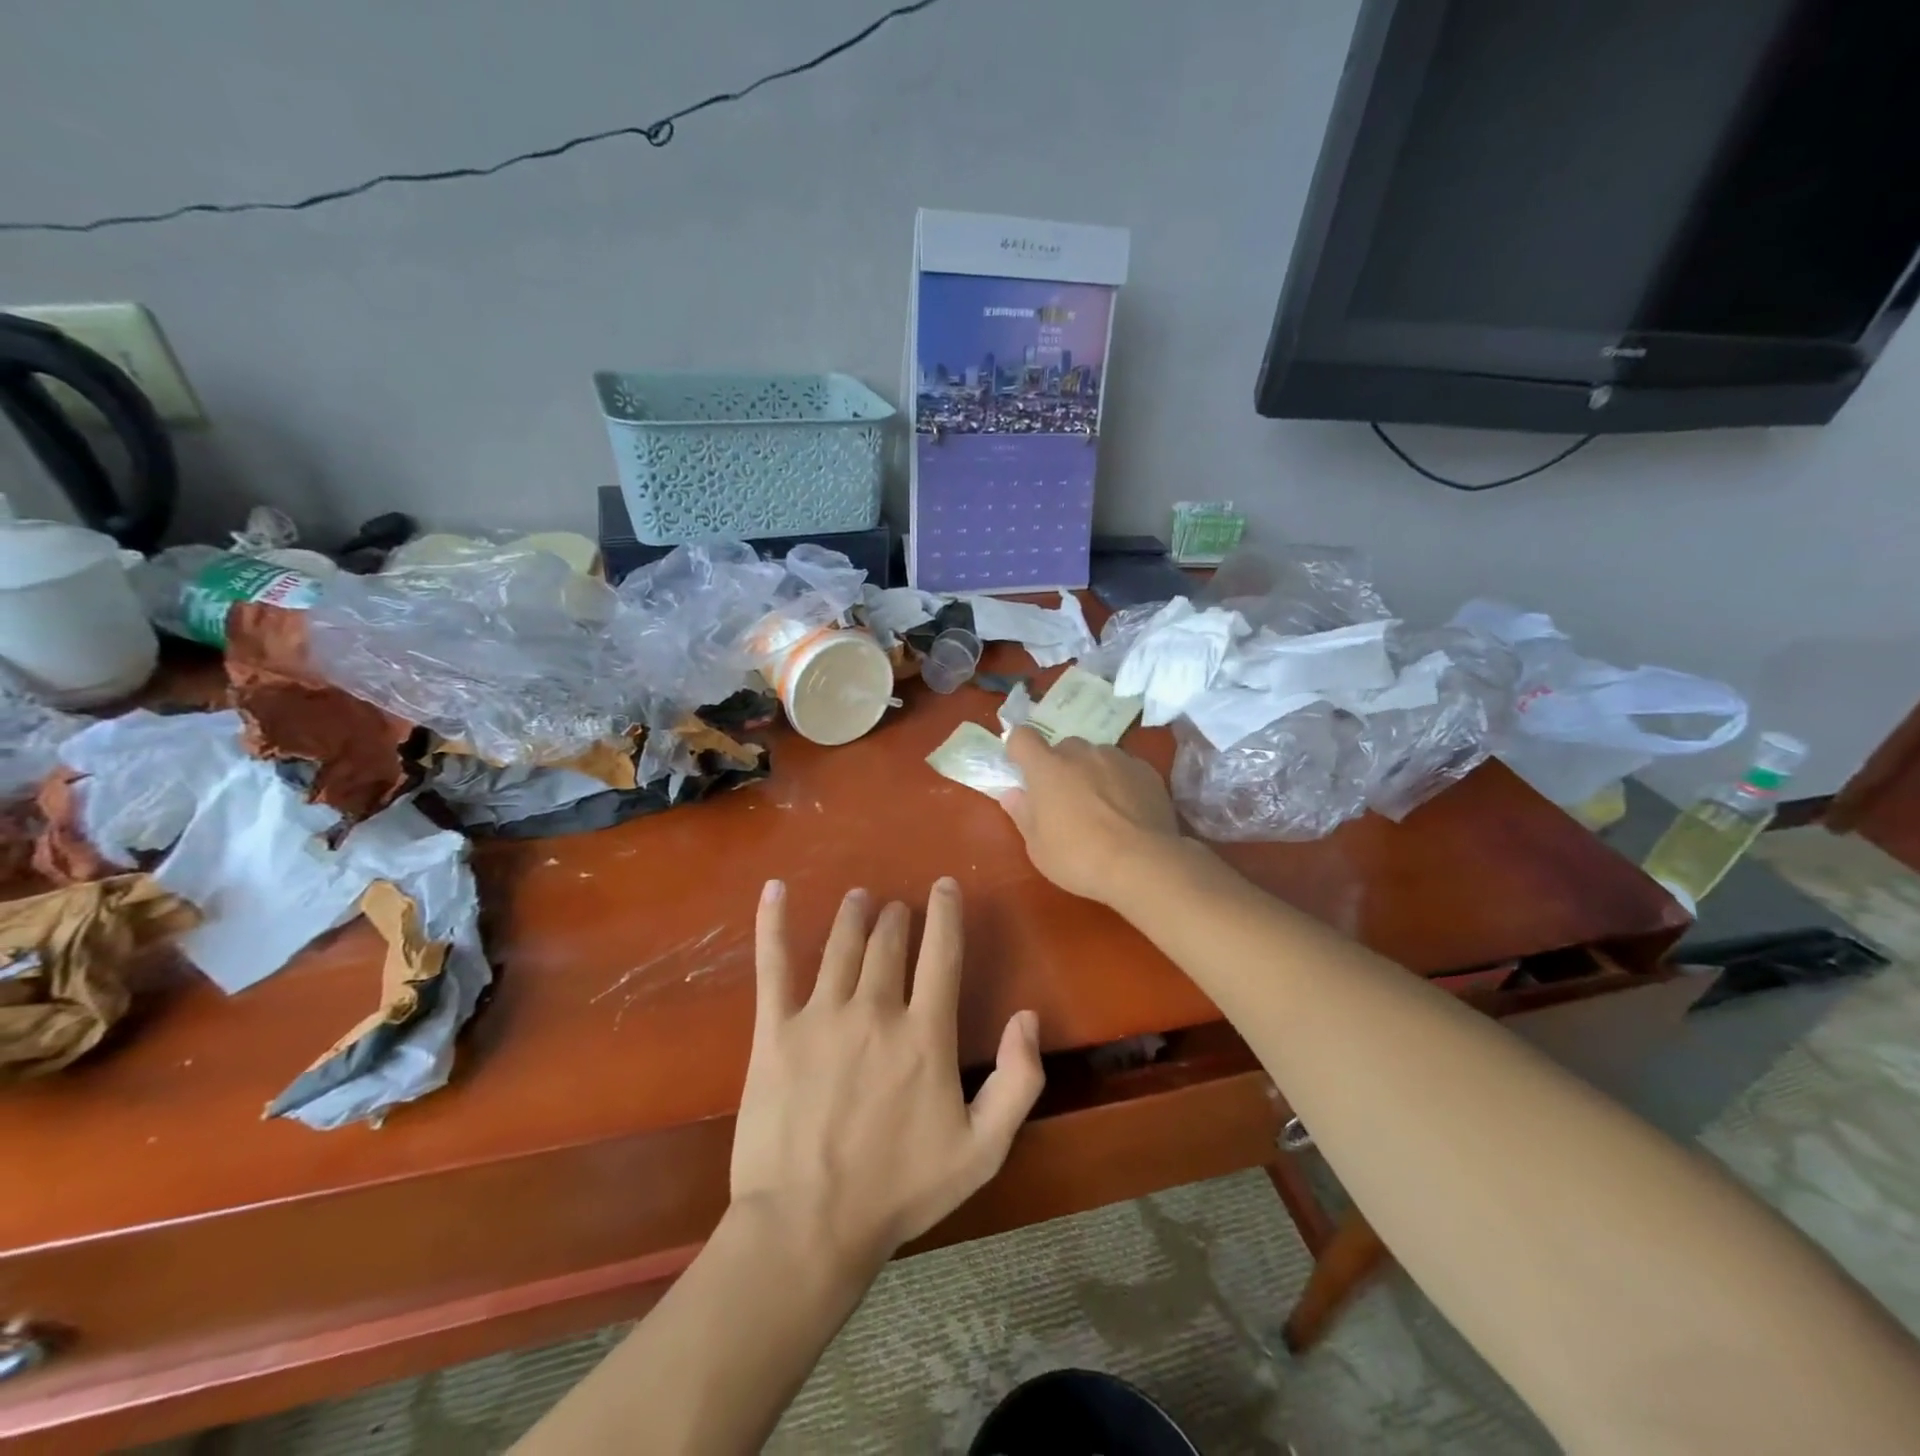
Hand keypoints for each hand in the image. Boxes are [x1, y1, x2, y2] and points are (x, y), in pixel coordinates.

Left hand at [731, 878, 1044, 1274]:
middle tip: (896, 908)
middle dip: (896, 917)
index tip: (945, 886)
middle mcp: (875, 1010)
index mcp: (924, 1034)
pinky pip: (774, 965)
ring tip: (858, 898)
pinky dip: (772, 923)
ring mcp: (820, 1016)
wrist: (807, 1228)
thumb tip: (1028, 1017)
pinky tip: (773, 890)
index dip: (946, 913)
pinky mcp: (775, 1031)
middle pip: (889, 943)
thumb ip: (1018, 1081)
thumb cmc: (899, 1191)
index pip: (941, 952)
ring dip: (853, 915)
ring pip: (841, 945)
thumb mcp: (982, 1150)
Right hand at [1002, 726, 1183, 905]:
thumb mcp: (1038, 847)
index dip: (1019, 749)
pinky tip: (1128, 812)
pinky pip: (1125, 769)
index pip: (1022, 738)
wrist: (1142, 864)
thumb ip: (1023, 814)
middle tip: (1064, 799)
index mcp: (1047, 767)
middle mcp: (1081, 753)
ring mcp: (1117, 758)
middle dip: (1060, 766)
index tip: (1022, 768)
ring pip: (1097, 756)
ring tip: (1102, 807)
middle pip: (1064, 748)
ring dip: (1092, 772)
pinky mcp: (1146, 771)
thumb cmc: (1079, 858)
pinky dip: (1121, 782)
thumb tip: (1013, 794)